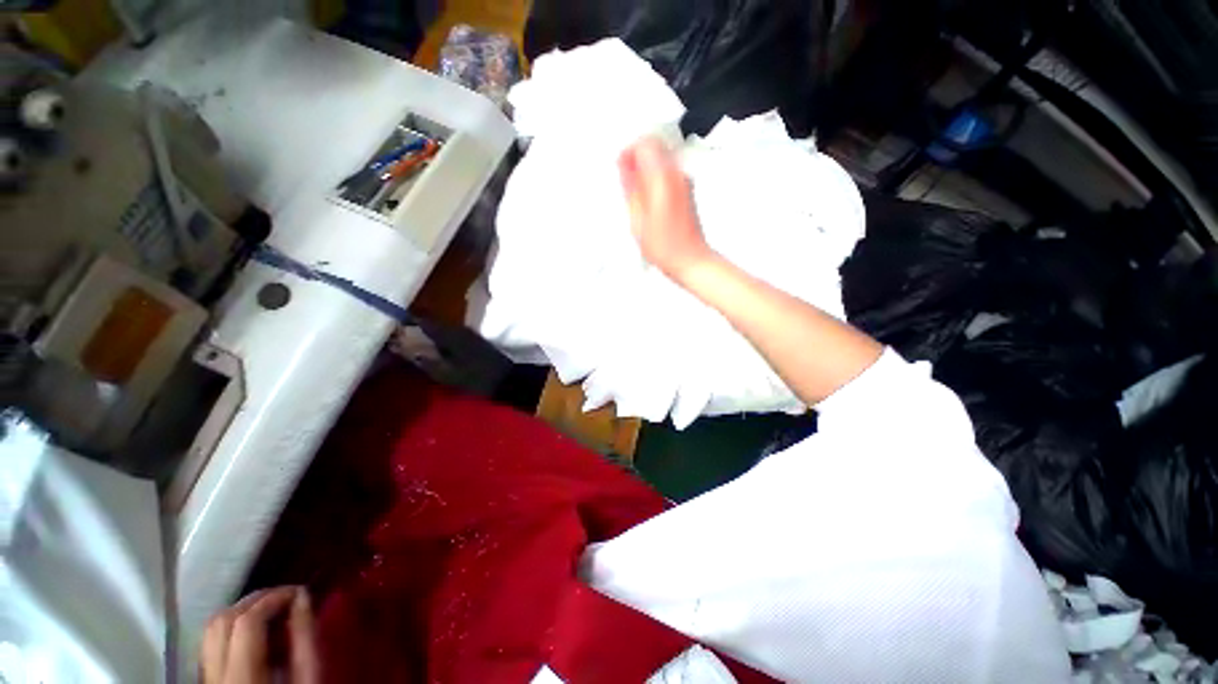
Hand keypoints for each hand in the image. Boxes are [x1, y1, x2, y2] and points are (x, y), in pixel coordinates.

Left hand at [200, 586, 320, 683]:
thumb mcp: (308, 679)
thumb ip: (304, 638)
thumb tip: (302, 595)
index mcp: (241, 677)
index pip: (247, 623)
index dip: (272, 598)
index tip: (299, 591)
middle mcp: (214, 676)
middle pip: (222, 621)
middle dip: (255, 600)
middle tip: (286, 596)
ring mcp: (206, 679)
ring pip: (210, 630)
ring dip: (241, 611)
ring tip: (270, 609)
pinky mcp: (207, 680)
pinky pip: (211, 643)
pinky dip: (232, 627)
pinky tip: (255, 631)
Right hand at [618, 137, 715, 283]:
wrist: (690, 260)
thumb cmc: (667, 247)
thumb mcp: (638, 220)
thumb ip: (631, 190)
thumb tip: (624, 169)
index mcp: (662, 178)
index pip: (645, 143)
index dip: (629, 152)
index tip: (621, 167)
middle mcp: (677, 174)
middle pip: (655, 146)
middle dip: (637, 158)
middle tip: (627, 180)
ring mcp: (684, 181)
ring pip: (661, 159)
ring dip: (645, 169)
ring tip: (636, 195)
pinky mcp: (687, 191)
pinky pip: (667, 173)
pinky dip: (654, 179)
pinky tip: (648, 201)